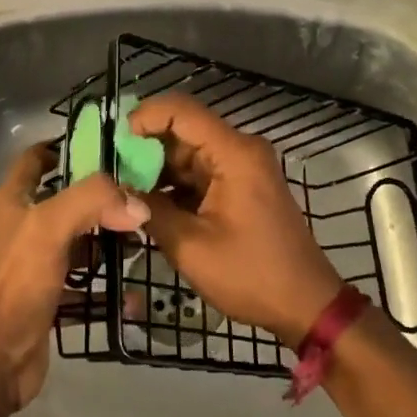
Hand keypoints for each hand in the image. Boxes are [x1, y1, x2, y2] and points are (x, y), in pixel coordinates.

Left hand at [0, 143, 147, 411]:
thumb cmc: (16, 281)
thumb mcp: (50, 226)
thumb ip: (93, 201)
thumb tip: (137, 204)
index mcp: (12, 200)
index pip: (36, 158)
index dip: (65, 147)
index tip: (108, 147)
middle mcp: (21, 226)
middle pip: (65, 199)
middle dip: (101, 198)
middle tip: (141, 197)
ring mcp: (33, 264)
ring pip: (77, 241)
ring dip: (107, 241)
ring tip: (144, 240)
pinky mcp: (47, 297)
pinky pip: (83, 284)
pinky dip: (106, 286)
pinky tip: (133, 293)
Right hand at [130, 93, 344, 345]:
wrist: (307, 305)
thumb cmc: (252, 275)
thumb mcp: (191, 247)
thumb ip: (150, 210)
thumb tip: (116, 190)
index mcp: (234, 153)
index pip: (180, 111)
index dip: (143, 118)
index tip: (113, 144)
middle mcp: (239, 149)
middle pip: (182, 130)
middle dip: (143, 148)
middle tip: (109, 174)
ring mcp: (242, 166)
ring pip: (187, 151)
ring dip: (156, 169)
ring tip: (122, 191)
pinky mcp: (240, 184)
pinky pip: (199, 171)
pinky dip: (173, 183)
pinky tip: (148, 204)